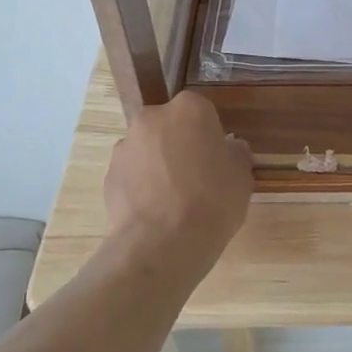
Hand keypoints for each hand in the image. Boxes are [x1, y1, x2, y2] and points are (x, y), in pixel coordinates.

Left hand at [104, 92, 253, 276]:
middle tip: (197, 179)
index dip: (211, 137)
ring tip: (174, 201)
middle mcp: (152, 118)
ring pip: (149, 150)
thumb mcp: (242, 177)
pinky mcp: (109, 174)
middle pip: (171, 127)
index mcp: (189, 109)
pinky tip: (156, 212)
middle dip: (181, 146)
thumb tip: (229, 149)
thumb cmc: (212, 201)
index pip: (203, 112)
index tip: (217, 161)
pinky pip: (133, 174)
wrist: (161, 242)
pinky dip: (143, 187)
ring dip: (159, 166)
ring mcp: (126, 146)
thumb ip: (236, 154)